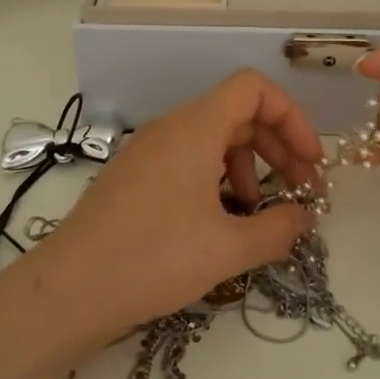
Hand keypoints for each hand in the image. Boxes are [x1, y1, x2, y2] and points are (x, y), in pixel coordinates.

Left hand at [36, 71, 323, 344]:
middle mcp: (170, 128)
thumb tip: (304, 217)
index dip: (292, 117)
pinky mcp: (134, 177)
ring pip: (213, 139)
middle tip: (301, 191)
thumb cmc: (153, 259)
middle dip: (278, 147)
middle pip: (238, 113)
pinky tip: (221, 221)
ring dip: (249, 166)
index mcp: (194, 128)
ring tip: (258, 212)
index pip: (254, 88)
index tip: (310, 162)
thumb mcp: (227, 248)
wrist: (68, 291)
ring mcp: (148, 151)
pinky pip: (188, 160)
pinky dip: (217, 178)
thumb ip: (278, 229)